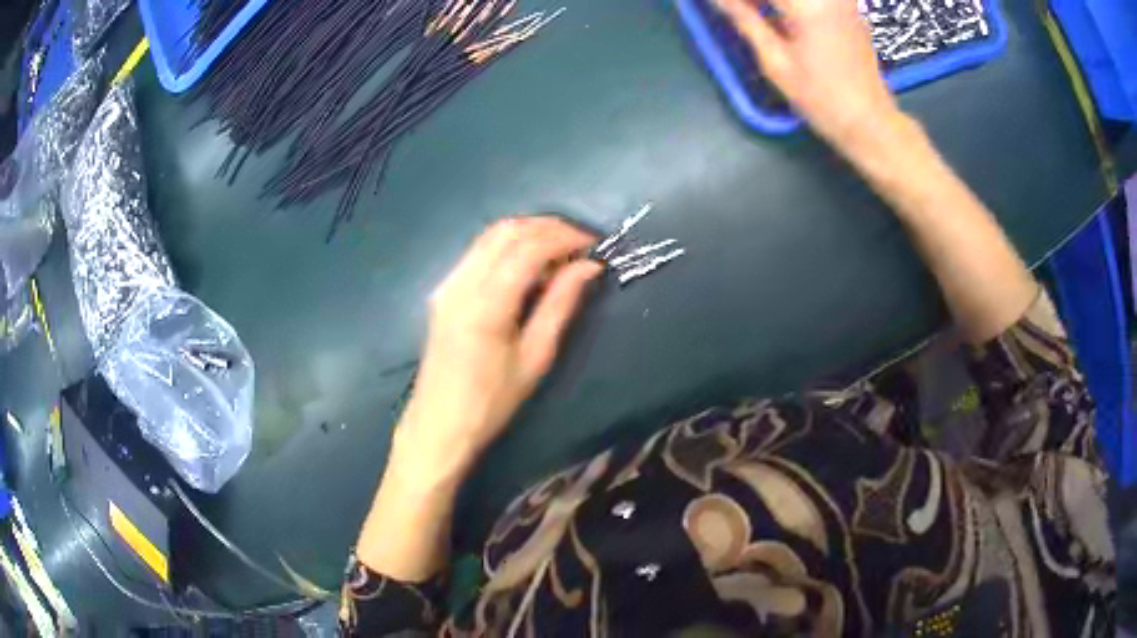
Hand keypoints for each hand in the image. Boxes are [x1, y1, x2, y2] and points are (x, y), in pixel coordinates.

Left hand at [393, 216, 602, 483]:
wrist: (439, 424)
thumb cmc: (492, 401)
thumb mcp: (536, 357)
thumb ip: (561, 304)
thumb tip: (589, 266)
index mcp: (485, 303)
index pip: (528, 247)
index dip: (564, 237)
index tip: (593, 244)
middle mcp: (461, 282)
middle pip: (507, 230)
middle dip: (548, 227)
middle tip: (580, 244)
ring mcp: (447, 283)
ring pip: (490, 235)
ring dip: (528, 233)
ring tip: (559, 253)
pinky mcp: (443, 290)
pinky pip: (478, 252)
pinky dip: (508, 247)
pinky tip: (528, 266)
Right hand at [714, 0, 903, 148]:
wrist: (871, 122)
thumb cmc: (821, 98)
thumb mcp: (775, 62)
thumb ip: (745, 20)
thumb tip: (718, 0)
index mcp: (807, 4)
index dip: (737, 0)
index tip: (720, 6)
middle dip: (754, 2)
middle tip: (736, 11)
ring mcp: (841, 0)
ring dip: (771, 3)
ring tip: (752, 14)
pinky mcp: (848, 7)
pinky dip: (790, 5)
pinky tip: (777, 15)